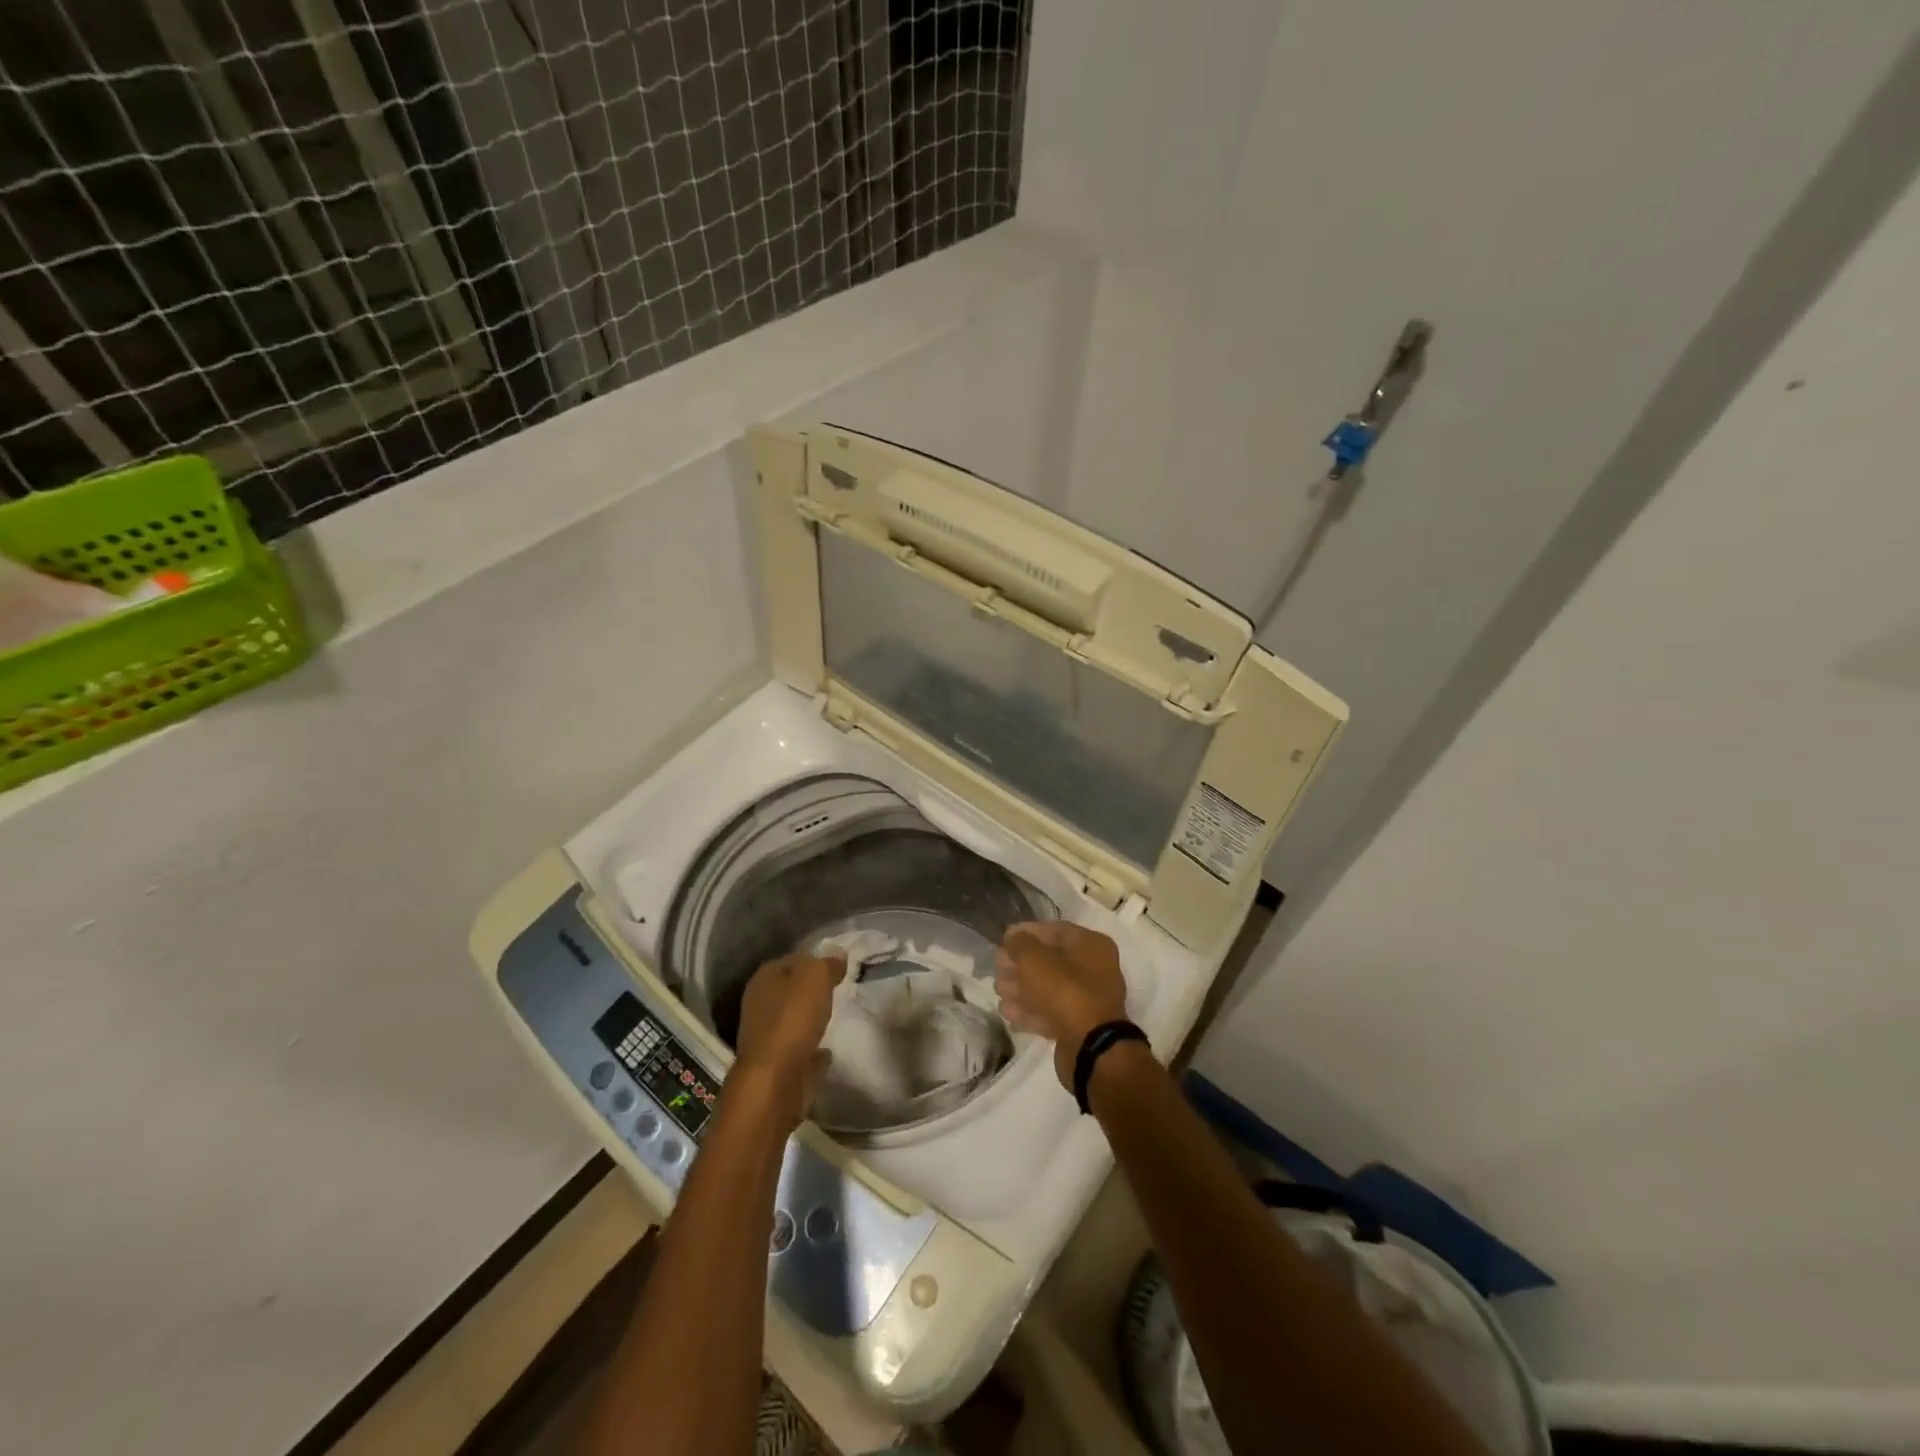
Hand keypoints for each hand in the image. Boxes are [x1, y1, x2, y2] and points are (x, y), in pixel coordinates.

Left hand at [731, 953, 845, 1130]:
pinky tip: (827, 1050)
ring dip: (808, 1019)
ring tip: (833, 1017)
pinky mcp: (775, 1065)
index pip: (791, 959)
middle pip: (789, 990)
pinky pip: (798, 1049)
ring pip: (791, 1020)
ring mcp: (765, 1037)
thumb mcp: (816, 978)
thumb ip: (827, 964)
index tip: (837, 966)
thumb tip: (838, 953)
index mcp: (764, 979)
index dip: (813, 959)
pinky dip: (810, 1048)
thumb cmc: (793, 1019)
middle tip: (837, 990)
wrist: (775, 1080)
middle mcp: (759, 1004)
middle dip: (810, 990)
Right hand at [994, 921, 1128, 1088]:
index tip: (1003, 939)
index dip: (1026, 932)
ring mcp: (1087, 1000)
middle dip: (1020, 964)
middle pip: (1050, 960)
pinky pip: (1050, 1012)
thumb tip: (1014, 938)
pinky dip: (1029, 1011)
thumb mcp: (1035, 959)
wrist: (1091, 1048)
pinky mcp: (1078, 1026)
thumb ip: (1020, 943)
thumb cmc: (1064, 991)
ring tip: (998, 990)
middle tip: (997, 968)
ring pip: (1048, 988)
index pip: (1055, 930)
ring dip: (1021, 988)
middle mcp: (1094, 969)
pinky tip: (1007, 1012)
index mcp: (1091, 945)